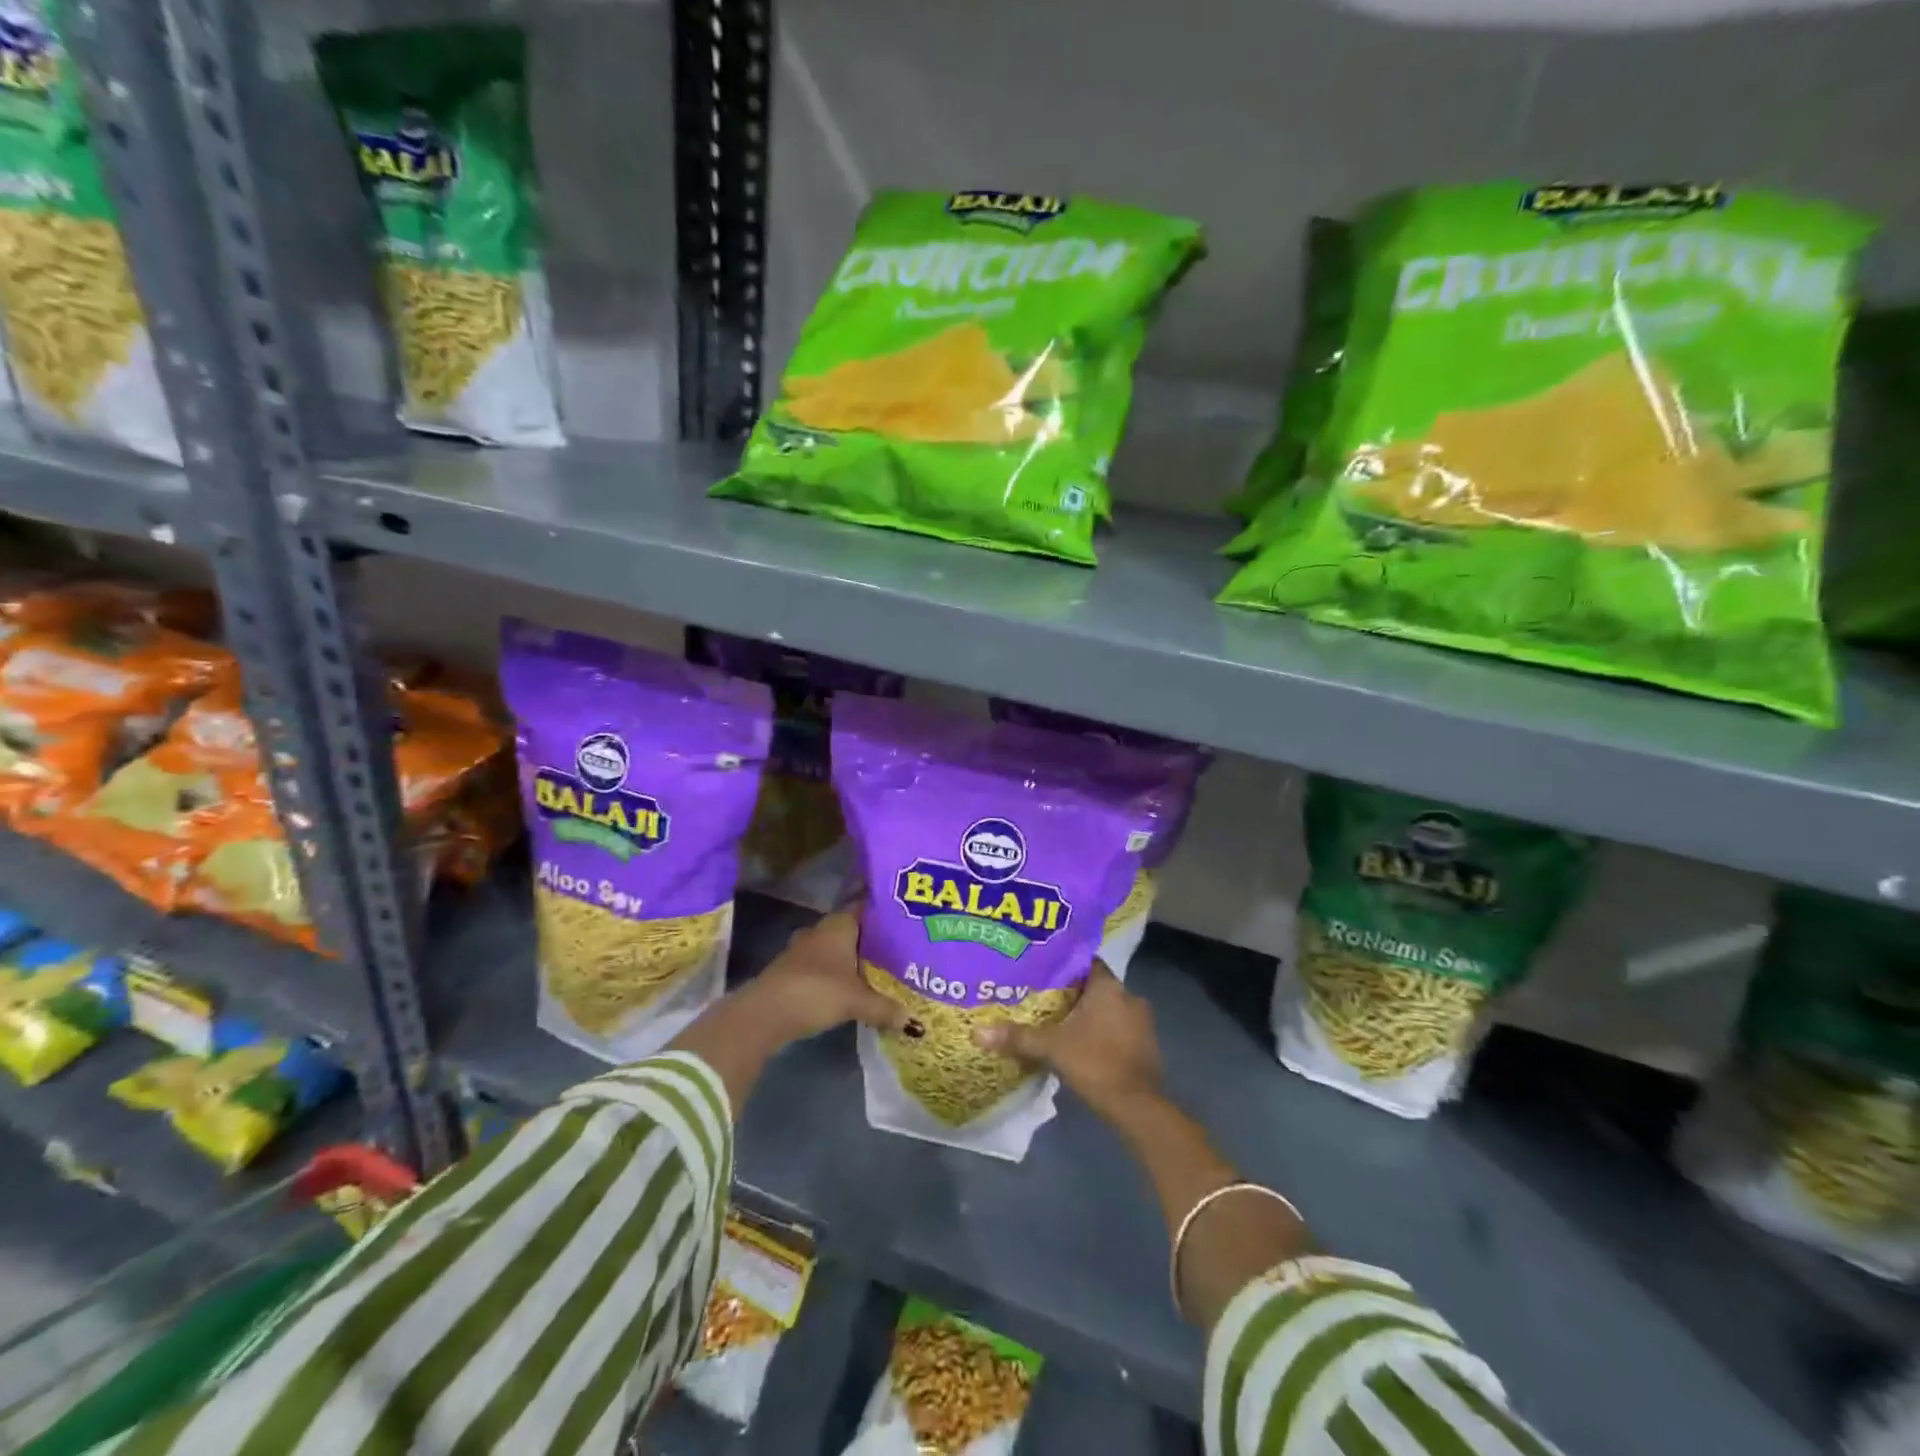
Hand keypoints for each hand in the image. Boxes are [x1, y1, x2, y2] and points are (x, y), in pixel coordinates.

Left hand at [743, 909, 909, 1045]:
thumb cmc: (816, 991)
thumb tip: (912, 1019)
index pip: (866, 907)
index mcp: (839, 924)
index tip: (906, 920)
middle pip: (853, 930)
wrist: (764, 1013)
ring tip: (881, 971)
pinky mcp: (793, 970)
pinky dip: (838, 974)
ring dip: (854, 959)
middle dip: (873, 940)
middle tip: (901, 950)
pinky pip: (825, 966)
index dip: (884, 913)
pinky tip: (852, 987)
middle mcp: (821, 930)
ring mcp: (804, 950)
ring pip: (837, 949)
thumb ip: (885, 1008)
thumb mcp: (857, 1001)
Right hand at [972, 960, 1162, 1118]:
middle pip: (1096, 986)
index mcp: (1109, 987)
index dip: (1065, 966)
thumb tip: (977, 1031)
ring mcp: (1142, 1022)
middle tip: (1044, 998)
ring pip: (1109, 1009)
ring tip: (1060, 1022)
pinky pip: (1119, 1029)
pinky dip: (1102, 1033)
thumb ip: (1017, 1037)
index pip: (1086, 962)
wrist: (1138, 1107)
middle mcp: (1130, 996)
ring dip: (1090, 1015)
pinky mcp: (1147, 1046)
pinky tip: (1082, 1045)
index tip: (1043, 971)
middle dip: (1073, 993)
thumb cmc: (1095, 1063)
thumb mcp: (1051, 1048)